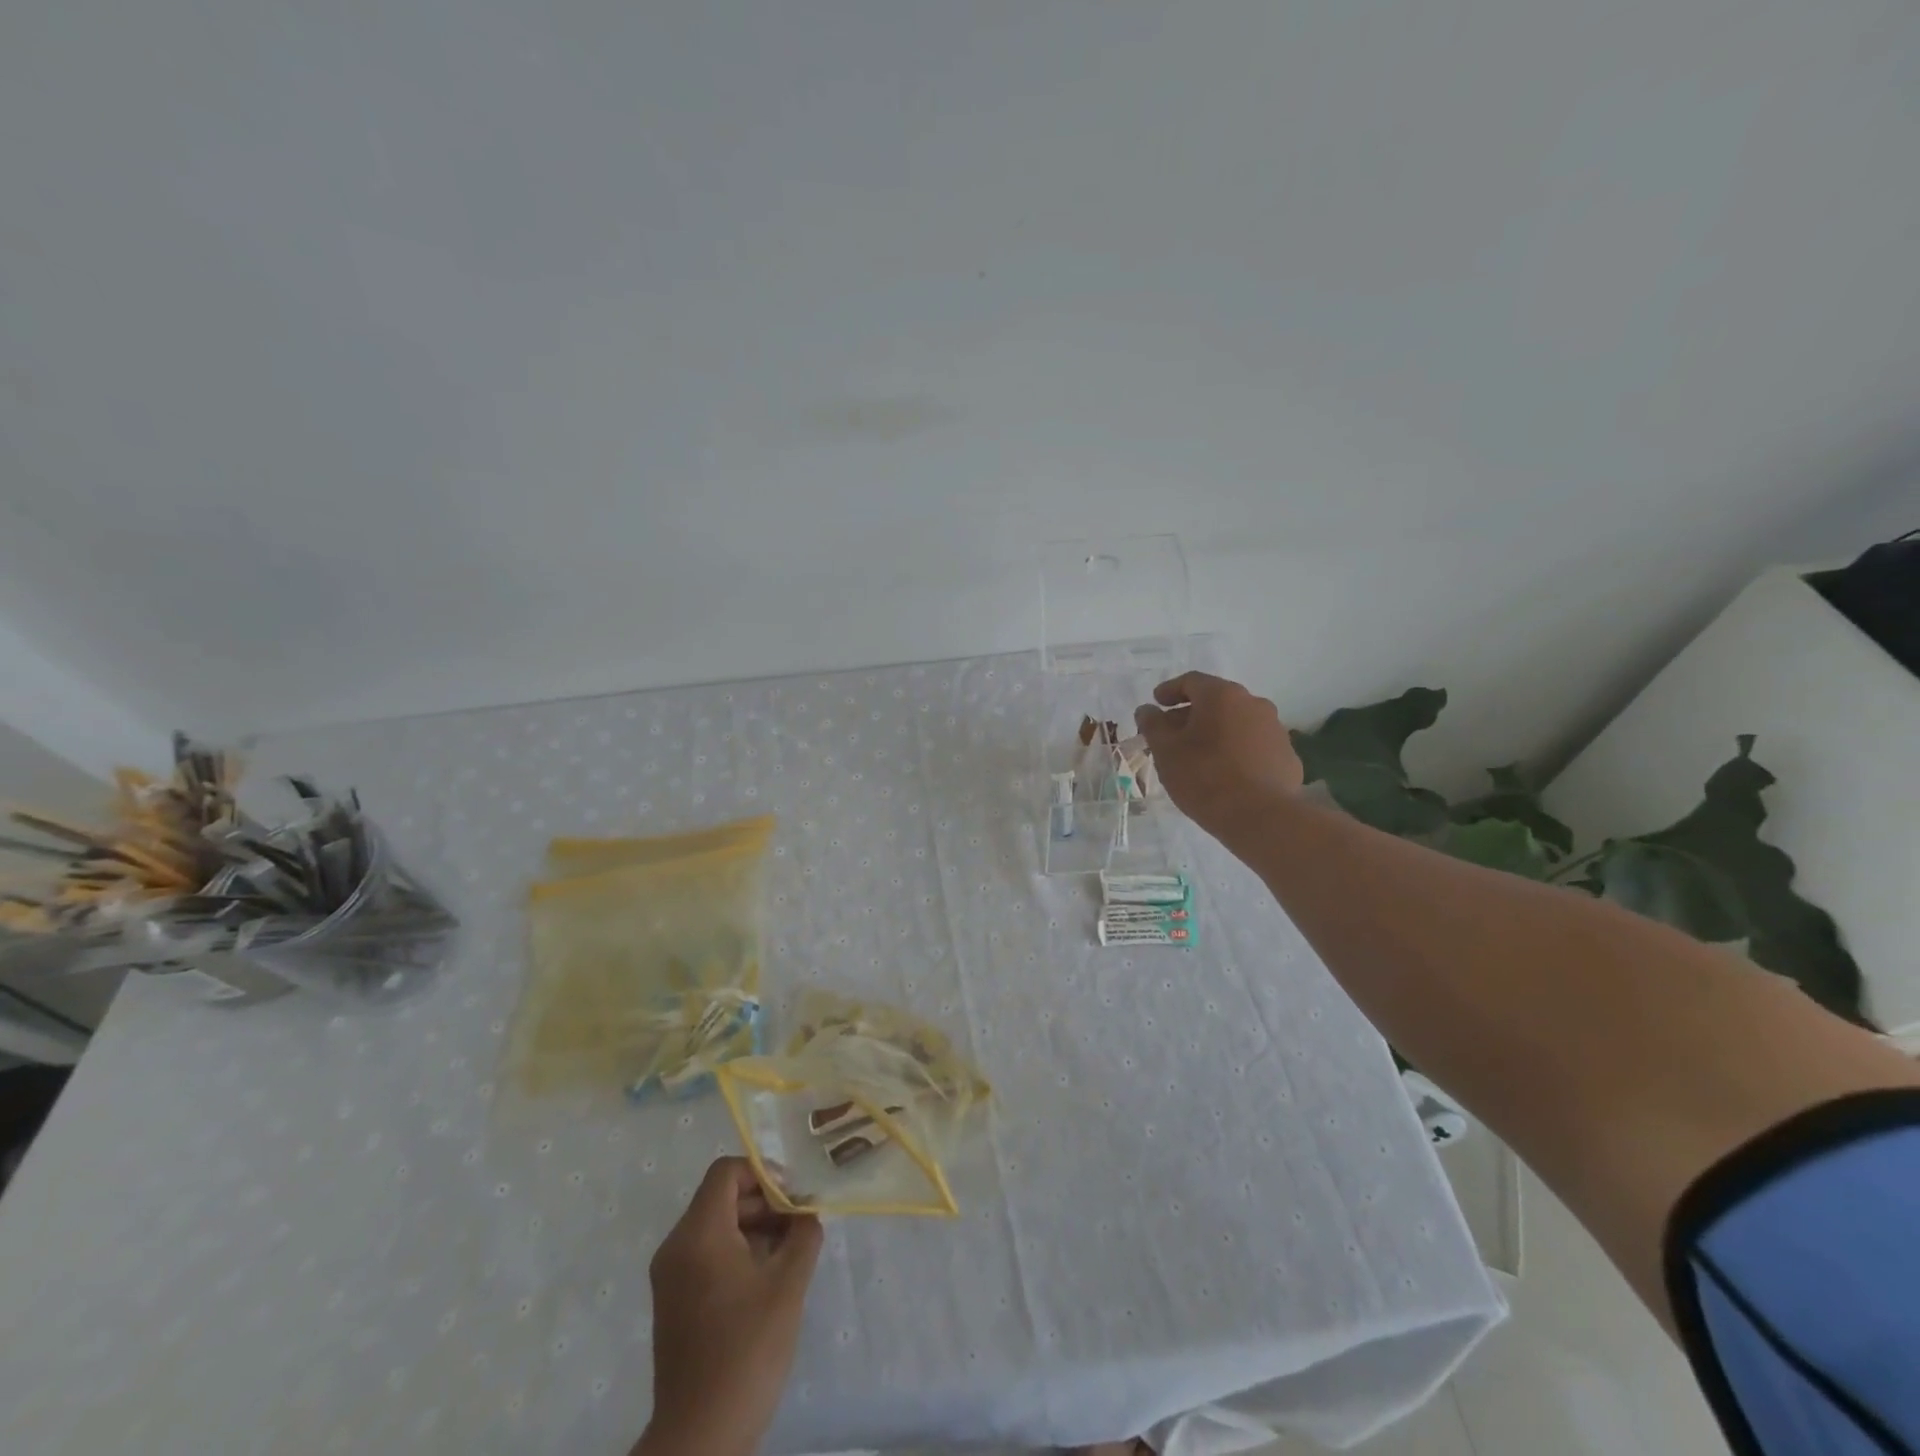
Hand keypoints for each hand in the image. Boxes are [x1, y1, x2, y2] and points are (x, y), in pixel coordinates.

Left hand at [636, 1158, 823, 1455]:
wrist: (700, 1437)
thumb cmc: (746, 1350)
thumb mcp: (788, 1285)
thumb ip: (803, 1235)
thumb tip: (807, 1212)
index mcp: (698, 1234)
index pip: (727, 1172)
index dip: (762, 1173)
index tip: (794, 1194)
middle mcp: (676, 1246)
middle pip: (722, 1198)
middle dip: (764, 1202)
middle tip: (800, 1223)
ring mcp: (670, 1277)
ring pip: (716, 1227)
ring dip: (754, 1228)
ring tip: (790, 1252)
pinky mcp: (674, 1303)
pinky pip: (706, 1255)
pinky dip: (737, 1252)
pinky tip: (768, 1279)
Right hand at [1135, 671, 1302, 841]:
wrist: (1260, 817)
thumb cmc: (1204, 777)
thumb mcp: (1166, 751)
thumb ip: (1153, 725)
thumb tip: (1147, 710)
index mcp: (1222, 695)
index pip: (1191, 681)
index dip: (1169, 691)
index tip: (1156, 704)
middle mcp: (1254, 703)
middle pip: (1216, 701)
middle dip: (1192, 714)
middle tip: (1172, 735)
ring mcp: (1275, 730)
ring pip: (1238, 723)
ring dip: (1217, 733)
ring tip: (1199, 757)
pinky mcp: (1287, 756)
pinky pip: (1255, 746)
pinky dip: (1237, 751)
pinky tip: (1226, 774)